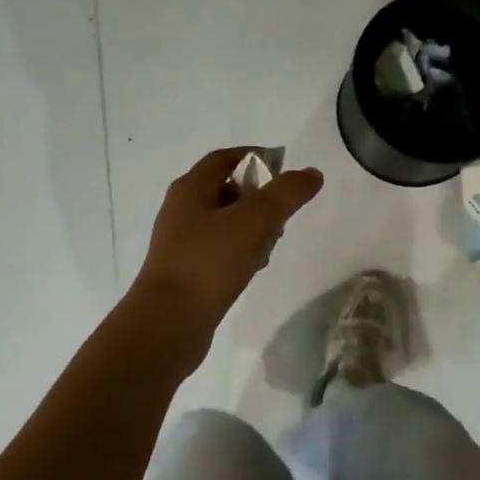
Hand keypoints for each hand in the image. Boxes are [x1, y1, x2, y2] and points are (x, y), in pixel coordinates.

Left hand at [131, 148, 323, 331]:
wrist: (168, 323)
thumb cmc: (209, 262)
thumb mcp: (253, 221)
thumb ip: (285, 194)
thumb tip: (311, 173)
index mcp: (190, 188)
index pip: (225, 158)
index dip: (256, 156)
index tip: (286, 170)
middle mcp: (182, 209)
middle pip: (226, 188)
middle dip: (258, 194)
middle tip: (285, 210)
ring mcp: (182, 242)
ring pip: (224, 220)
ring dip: (252, 224)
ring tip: (275, 240)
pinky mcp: (186, 270)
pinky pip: (219, 248)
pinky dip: (241, 249)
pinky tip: (256, 265)